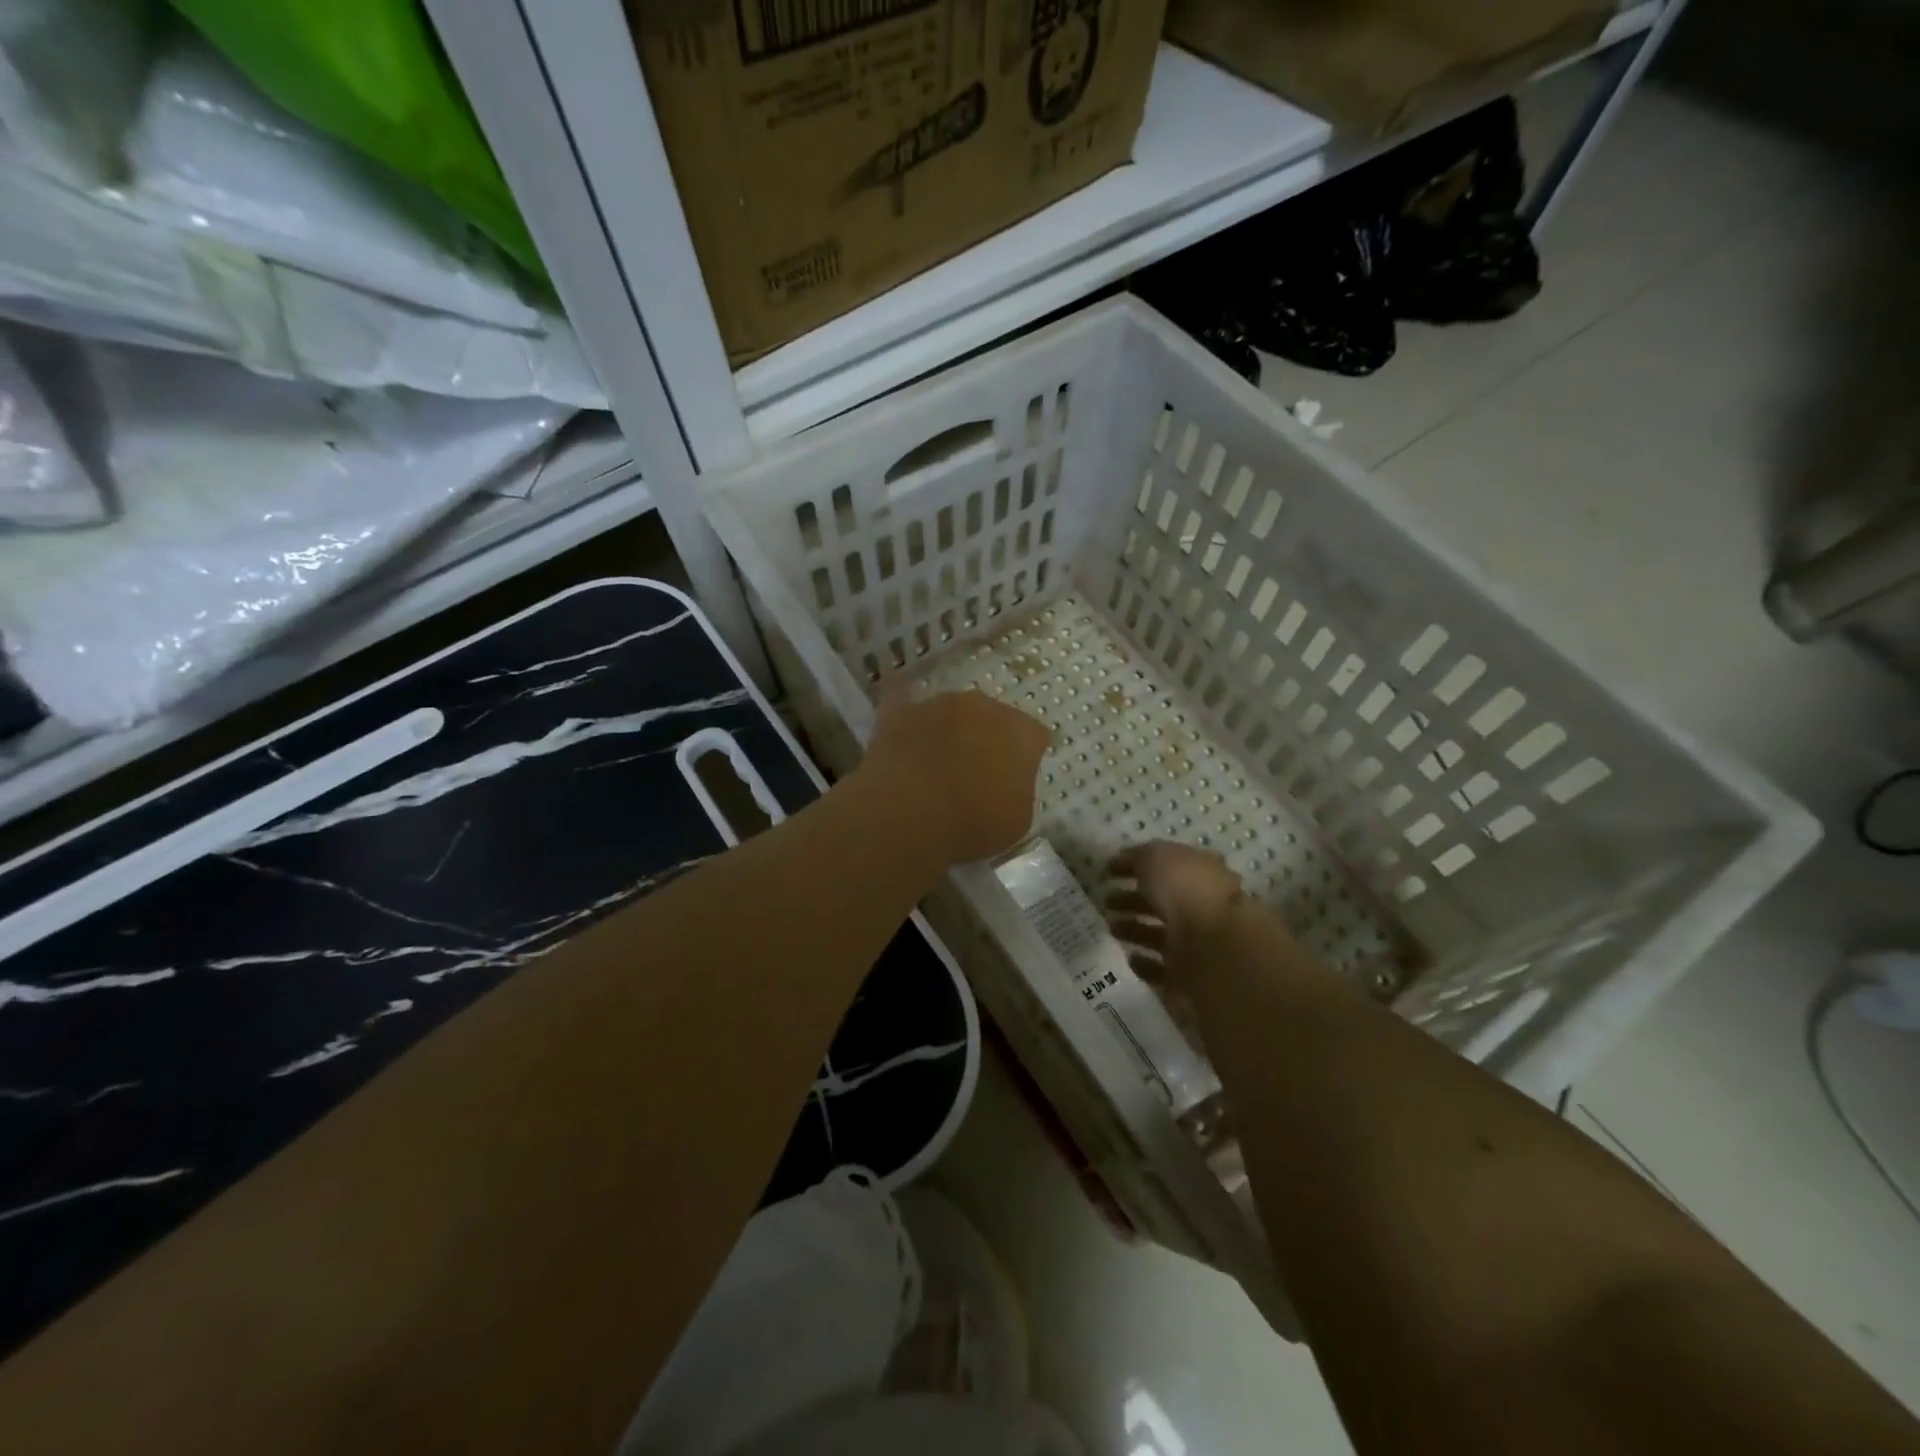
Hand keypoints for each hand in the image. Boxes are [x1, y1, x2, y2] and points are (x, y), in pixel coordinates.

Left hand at [859, 683, 1049, 866]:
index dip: (1025, 757)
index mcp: (1021, 732)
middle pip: (991, 717)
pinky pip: (904, 703)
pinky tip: (902, 729)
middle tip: (976, 771)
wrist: (908, 817)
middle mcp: (982, 706)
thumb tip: (1006, 782)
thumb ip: (1018, 789)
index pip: (1033, 736)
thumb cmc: (973, 825)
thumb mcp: (1017, 820)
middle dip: (986, 738)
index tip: (1014, 778)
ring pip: (951, 712)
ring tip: (936, 763)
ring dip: (949, 730)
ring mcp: (938, 704)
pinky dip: (907, 718)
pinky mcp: (899, 711)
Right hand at [1107, 841, 1247, 986]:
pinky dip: (1144, 963)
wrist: (1214, 946)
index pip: (1163, 867)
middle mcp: (1199, 906)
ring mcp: (1195, 941)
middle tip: (1105, 901)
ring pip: (1157, 934)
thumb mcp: (1155, 857)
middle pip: (1160, 902)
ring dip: (1133, 930)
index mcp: (1197, 873)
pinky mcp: (1187, 974)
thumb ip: (1136, 857)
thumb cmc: (1185, 890)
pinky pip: (1160, 968)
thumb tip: (1119, 861)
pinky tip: (1129, 956)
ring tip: (1110, 927)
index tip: (1107, 872)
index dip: (1135, 867)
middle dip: (1131, 900)